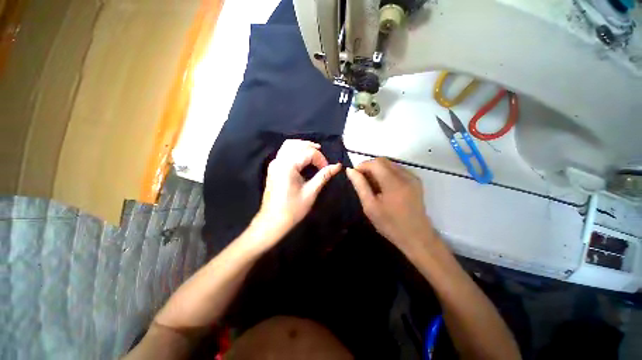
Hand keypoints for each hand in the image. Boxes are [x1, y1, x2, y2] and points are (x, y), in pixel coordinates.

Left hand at [255, 139, 341, 240]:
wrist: (272, 221)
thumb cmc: (293, 209)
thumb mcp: (311, 192)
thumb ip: (323, 176)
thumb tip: (337, 166)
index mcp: (288, 166)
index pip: (308, 152)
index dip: (320, 158)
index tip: (327, 169)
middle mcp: (279, 160)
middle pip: (296, 144)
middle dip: (311, 147)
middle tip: (322, 156)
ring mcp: (274, 164)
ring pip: (288, 145)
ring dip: (302, 146)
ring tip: (314, 153)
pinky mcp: (273, 168)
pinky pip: (284, 152)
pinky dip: (295, 150)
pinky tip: (303, 158)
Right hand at [346, 158, 435, 254]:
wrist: (417, 237)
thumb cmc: (390, 224)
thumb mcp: (370, 206)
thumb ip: (360, 185)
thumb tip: (350, 170)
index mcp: (393, 182)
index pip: (375, 163)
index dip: (362, 165)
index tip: (354, 175)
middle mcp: (405, 175)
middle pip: (383, 161)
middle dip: (369, 167)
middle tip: (362, 181)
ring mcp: (412, 177)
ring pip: (390, 164)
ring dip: (378, 170)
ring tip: (372, 185)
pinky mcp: (416, 181)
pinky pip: (397, 170)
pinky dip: (386, 173)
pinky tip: (383, 187)